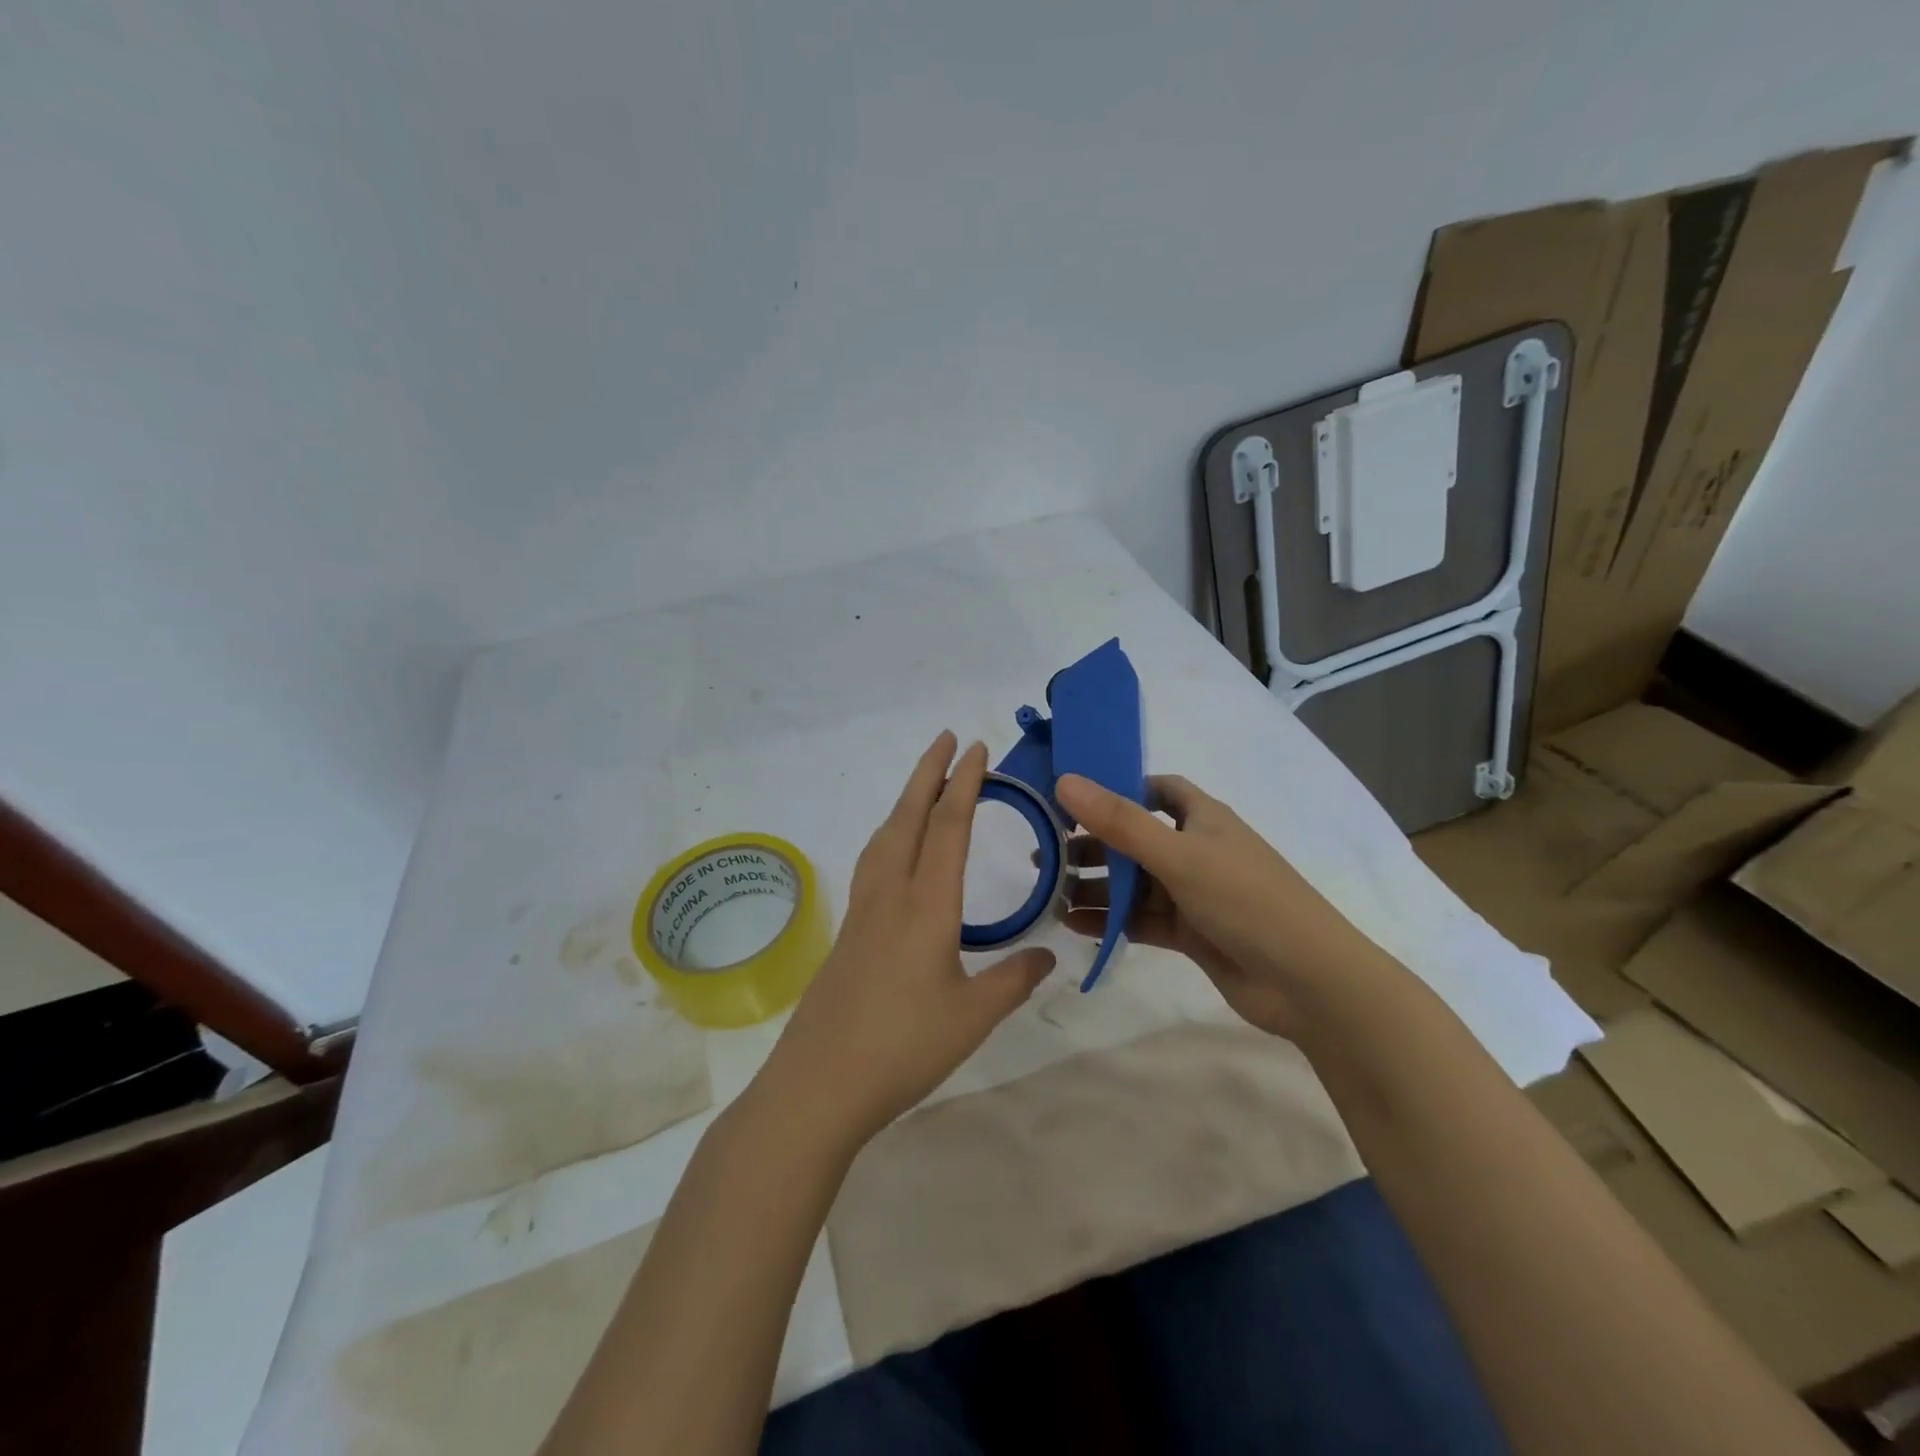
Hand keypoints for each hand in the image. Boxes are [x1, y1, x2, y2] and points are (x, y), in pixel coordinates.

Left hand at [759, 732, 1055, 1145]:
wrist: (820, 1084)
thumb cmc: (903, 1048)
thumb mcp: (973, 1018)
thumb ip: (1013, 980)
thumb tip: (1046, 956)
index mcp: (927, 905)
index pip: (948, 828)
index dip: (964, 784)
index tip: (976, 749)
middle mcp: (891, 895)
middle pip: (909, 817)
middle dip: (928, 773)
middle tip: (946, 738)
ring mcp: (863, 911)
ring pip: (885, 837)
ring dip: (906, 801)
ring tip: (923, 786)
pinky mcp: (849, 932)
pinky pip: (873, 863)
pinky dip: (890, 835)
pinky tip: (895, 852)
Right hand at [1055, 772, 1384, 1037]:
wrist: (1308, 982)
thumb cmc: (1246, 901)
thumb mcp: (1179, 855)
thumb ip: (1120, 822)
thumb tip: (1064, 780)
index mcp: (1203, 818)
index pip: (1157, 789)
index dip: (1118, 788)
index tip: (1072, 797)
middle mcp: (1196, 850)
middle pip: (1135, 839)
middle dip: (1093, 846)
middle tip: (1044, 856)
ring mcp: (1193, 894)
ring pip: (1134, 884)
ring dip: (1096, 888)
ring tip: (1050, 895)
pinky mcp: (1190, 933)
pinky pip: (1141, 920)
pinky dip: (1111, 921)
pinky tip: (1076, 927)